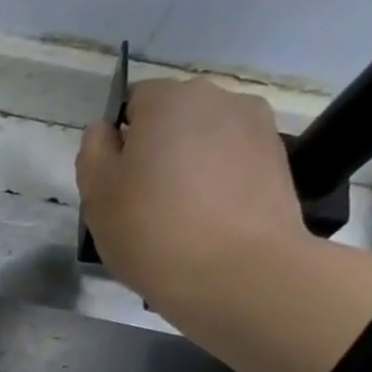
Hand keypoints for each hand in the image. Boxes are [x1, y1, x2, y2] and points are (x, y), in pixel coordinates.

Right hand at [76, 76, 305, 304]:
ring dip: (188, 168)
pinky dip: (216, 185)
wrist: (238, 273)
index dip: (118, 140)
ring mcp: (257, 129)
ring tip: (178, 217)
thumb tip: (106, 131)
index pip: (133, 101)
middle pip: (173, 119)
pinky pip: (232, 165)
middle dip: (156, 150)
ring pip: (205, 142)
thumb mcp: (97, 195)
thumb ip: (93, 151)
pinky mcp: (278, 163)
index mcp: (170, 99)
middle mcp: (220, 99)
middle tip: (141, 203)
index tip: (114, 182)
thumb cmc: (152, 230)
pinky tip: (207, 224)